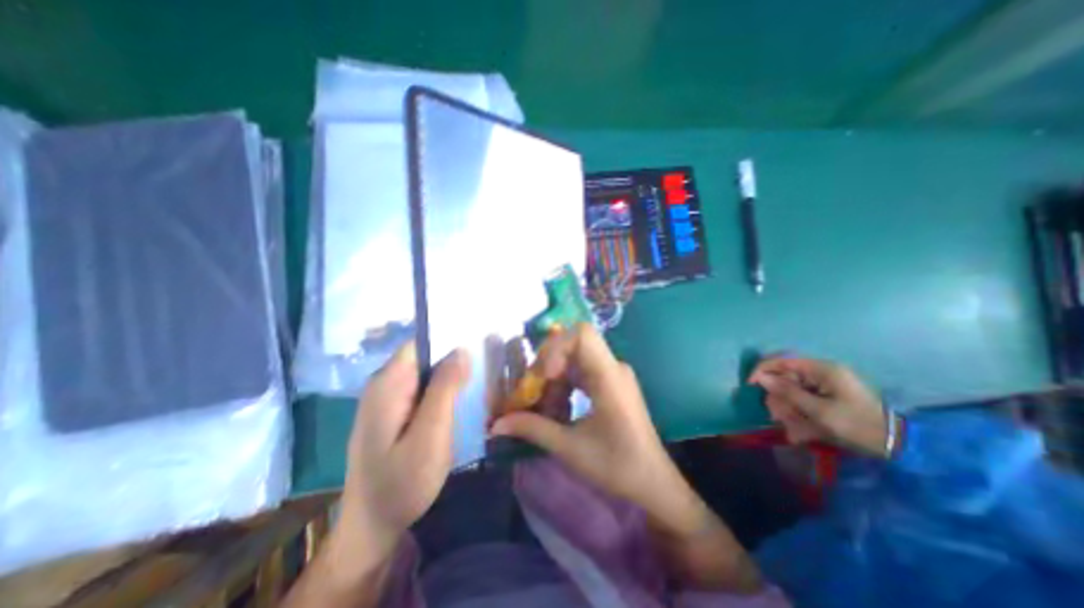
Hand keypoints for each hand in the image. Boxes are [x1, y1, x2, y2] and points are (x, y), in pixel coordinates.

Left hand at [336, 345, 469, 571]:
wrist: (372, 527)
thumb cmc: (401, 483)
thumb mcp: (430, 435)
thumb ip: (445, 389)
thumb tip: (461, 349)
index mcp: (388, 384)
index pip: (420, 343)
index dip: (449, 339)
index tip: (479, 343)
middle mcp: (385, 384)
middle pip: (424, 356)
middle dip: (454, 358)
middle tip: (486, 365)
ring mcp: (388, 399)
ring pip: (426, 372)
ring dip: (452, 375)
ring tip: (480, 380)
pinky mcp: (395, 412)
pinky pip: (423, 389)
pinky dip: (444, 390)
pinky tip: (461, 399)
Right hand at [489, 326, 702, 534]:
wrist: (654, 483)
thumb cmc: (617, 466)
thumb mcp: (570, 448)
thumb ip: (532, 429)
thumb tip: (496, 424)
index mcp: (609, 377)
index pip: (581, 334)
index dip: (556, 347)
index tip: (544, 377)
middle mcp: (613, 367)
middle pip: (573, 345)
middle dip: (548, 365)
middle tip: (532, 393)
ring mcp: (614, 374)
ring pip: (575, 359)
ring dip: (554, 378)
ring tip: (543, 406)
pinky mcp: (612, 383)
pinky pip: (582, 371)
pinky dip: (565, 384)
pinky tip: (558, 409)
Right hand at [746, 357, 889, 455]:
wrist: (897, 445)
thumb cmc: (857, 424)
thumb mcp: (820, 411)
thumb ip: (788, 392)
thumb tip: (761, 378)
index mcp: (822, 370)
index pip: (783, 360)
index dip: (763, 370)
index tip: (751, 384)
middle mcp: (821, 372)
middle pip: (785, 376)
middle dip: (778, 396)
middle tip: (777, 415)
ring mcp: (825, 384)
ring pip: (792, 389)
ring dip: (787, 407)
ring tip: (791, 426)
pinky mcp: (828, 395)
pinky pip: (802, 398)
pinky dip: (798, 412)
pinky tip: (800, 429)